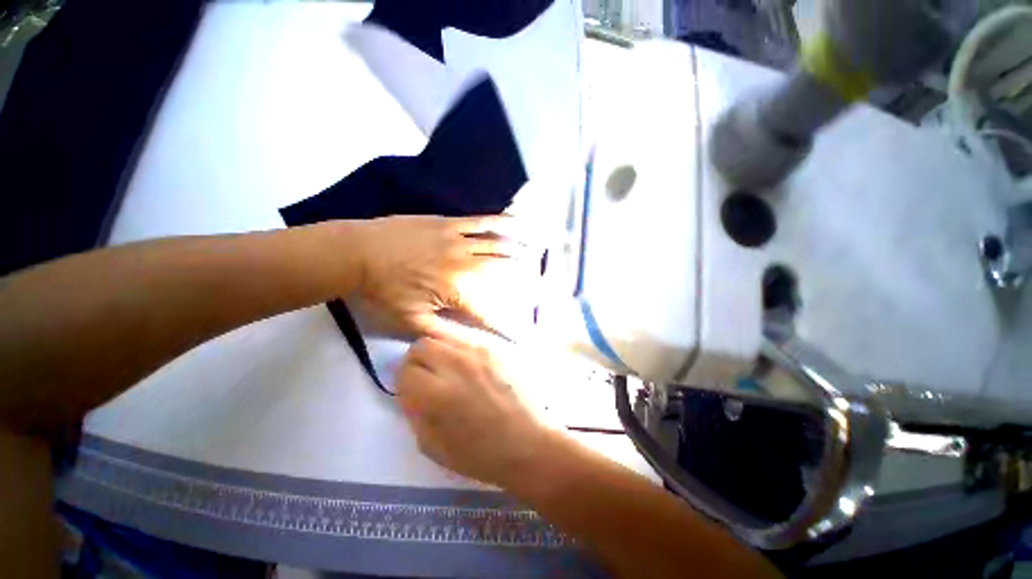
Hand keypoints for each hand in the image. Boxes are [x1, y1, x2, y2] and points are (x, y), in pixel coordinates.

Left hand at [349, 215, 537, 337]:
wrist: (358, 253)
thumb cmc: (382, 290)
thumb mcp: (410, 320)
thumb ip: (442, 332)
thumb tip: (467, 343)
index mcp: (456, 291)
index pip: (488, 310)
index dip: (506, 323)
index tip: (522, 333)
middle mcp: (464, 265)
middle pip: (500, 272)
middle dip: (522, 280)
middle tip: (538, 285)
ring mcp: (458, 240)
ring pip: (496, 245)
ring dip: (517, 250)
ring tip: (534, 252)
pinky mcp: (449, 223)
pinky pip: (480, 221)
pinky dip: (500, 222)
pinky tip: (515, 220)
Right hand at [395, 335, 559, 486]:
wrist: (527, 443)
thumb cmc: (480, 455)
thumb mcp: (432, 446)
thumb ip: (414, 412)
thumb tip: (409, 390)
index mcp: (437, 393)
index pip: (405, 371)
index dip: (404, 383)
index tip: (412, 392)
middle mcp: (456, 365)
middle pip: (422, 346)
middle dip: (417, 362)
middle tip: (427, 378)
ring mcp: (479, 354)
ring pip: (445, 337)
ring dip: (439, 352)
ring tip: (448, 370)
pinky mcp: (496, 351)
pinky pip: (467, 341)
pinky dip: (459, 351)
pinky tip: (469, 368)